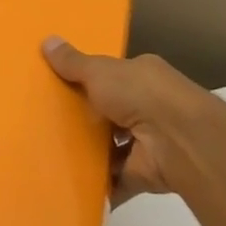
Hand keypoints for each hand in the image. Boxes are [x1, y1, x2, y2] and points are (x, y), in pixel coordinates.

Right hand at [41, 37, 216, 204]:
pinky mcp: (143, 173)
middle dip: (85, 119)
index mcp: (142, 76)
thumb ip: (73, 63)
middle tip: (48, 123)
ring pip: (112, 148)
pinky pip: (115, 180)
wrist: (178, 140)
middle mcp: (148, 107)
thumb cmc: (140, 94)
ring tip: (52, 155)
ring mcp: (148, 142)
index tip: (60, 87)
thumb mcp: (100, 71)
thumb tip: (46, 40)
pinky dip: (98, 185)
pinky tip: (70, 184)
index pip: (113, 76)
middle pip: (110, 113)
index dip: (89, 81)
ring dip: (90, 154)